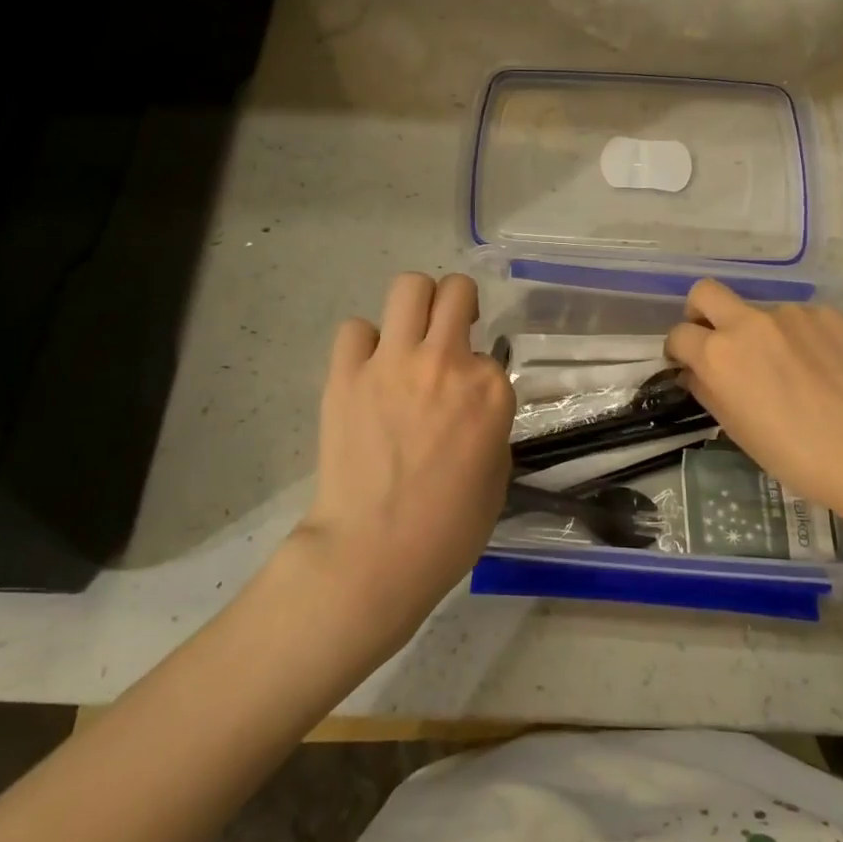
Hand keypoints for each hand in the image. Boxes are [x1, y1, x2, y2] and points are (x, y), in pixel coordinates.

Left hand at [293, 272, 513, 650]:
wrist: (372, 554)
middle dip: (458, 303)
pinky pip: (356, 330)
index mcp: (489, 390)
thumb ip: (489, 425)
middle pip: (455, 290)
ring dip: (416, 306)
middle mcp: (445, 362)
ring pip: (408, 287)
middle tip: (450, 333)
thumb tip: (469, 407)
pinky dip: (365, 344)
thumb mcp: (496, 476)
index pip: (491, 352)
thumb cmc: (448, 530)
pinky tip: (367, 371)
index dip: (480, 374)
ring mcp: (392, 363)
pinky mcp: (346, 374)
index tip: (469, 400)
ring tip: (410, 337)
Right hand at [665, 279, 842, 531]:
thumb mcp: (735, 428)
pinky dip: (799, 337)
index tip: (687, 363)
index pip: (679, 334)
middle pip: (705, 292)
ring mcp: (791, 313)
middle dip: (701, 312)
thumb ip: (708, 390)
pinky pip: (800, 318)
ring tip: (787, 368)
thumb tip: (695, 372)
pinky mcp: (827, 314)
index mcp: (718, 354)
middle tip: (716, 340)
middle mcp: (748, 322)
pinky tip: (819, 367)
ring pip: (759, 310)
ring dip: (760, 331)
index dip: (678, 350)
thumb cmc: (792, 454)